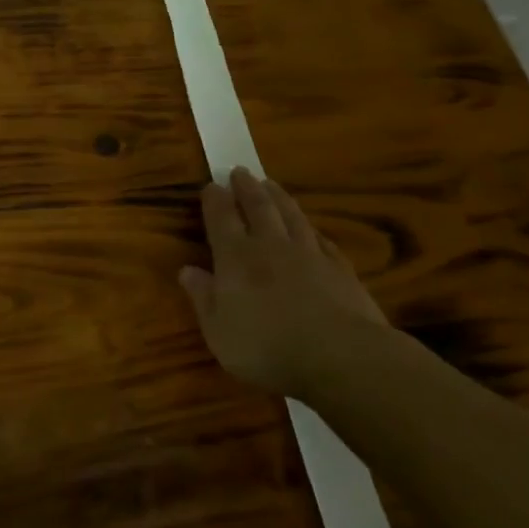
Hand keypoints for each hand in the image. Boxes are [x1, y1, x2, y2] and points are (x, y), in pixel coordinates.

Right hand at [179, 168, 388, 395]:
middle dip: (247, 187)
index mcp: (236, 257)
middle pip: (258, 207)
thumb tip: (187, 270)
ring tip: (271, 184)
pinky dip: (312, 230)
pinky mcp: (341, 270)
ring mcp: (310, 255)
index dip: (215, 200)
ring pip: (292, 216)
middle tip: (240, 171)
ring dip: (279, 198)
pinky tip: (312, 229)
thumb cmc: (267, 347)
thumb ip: (203, 297)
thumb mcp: (219, 331)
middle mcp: (271, 246)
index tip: (211, 184)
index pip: (221, 218)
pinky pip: (323, 240)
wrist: (341, 357)